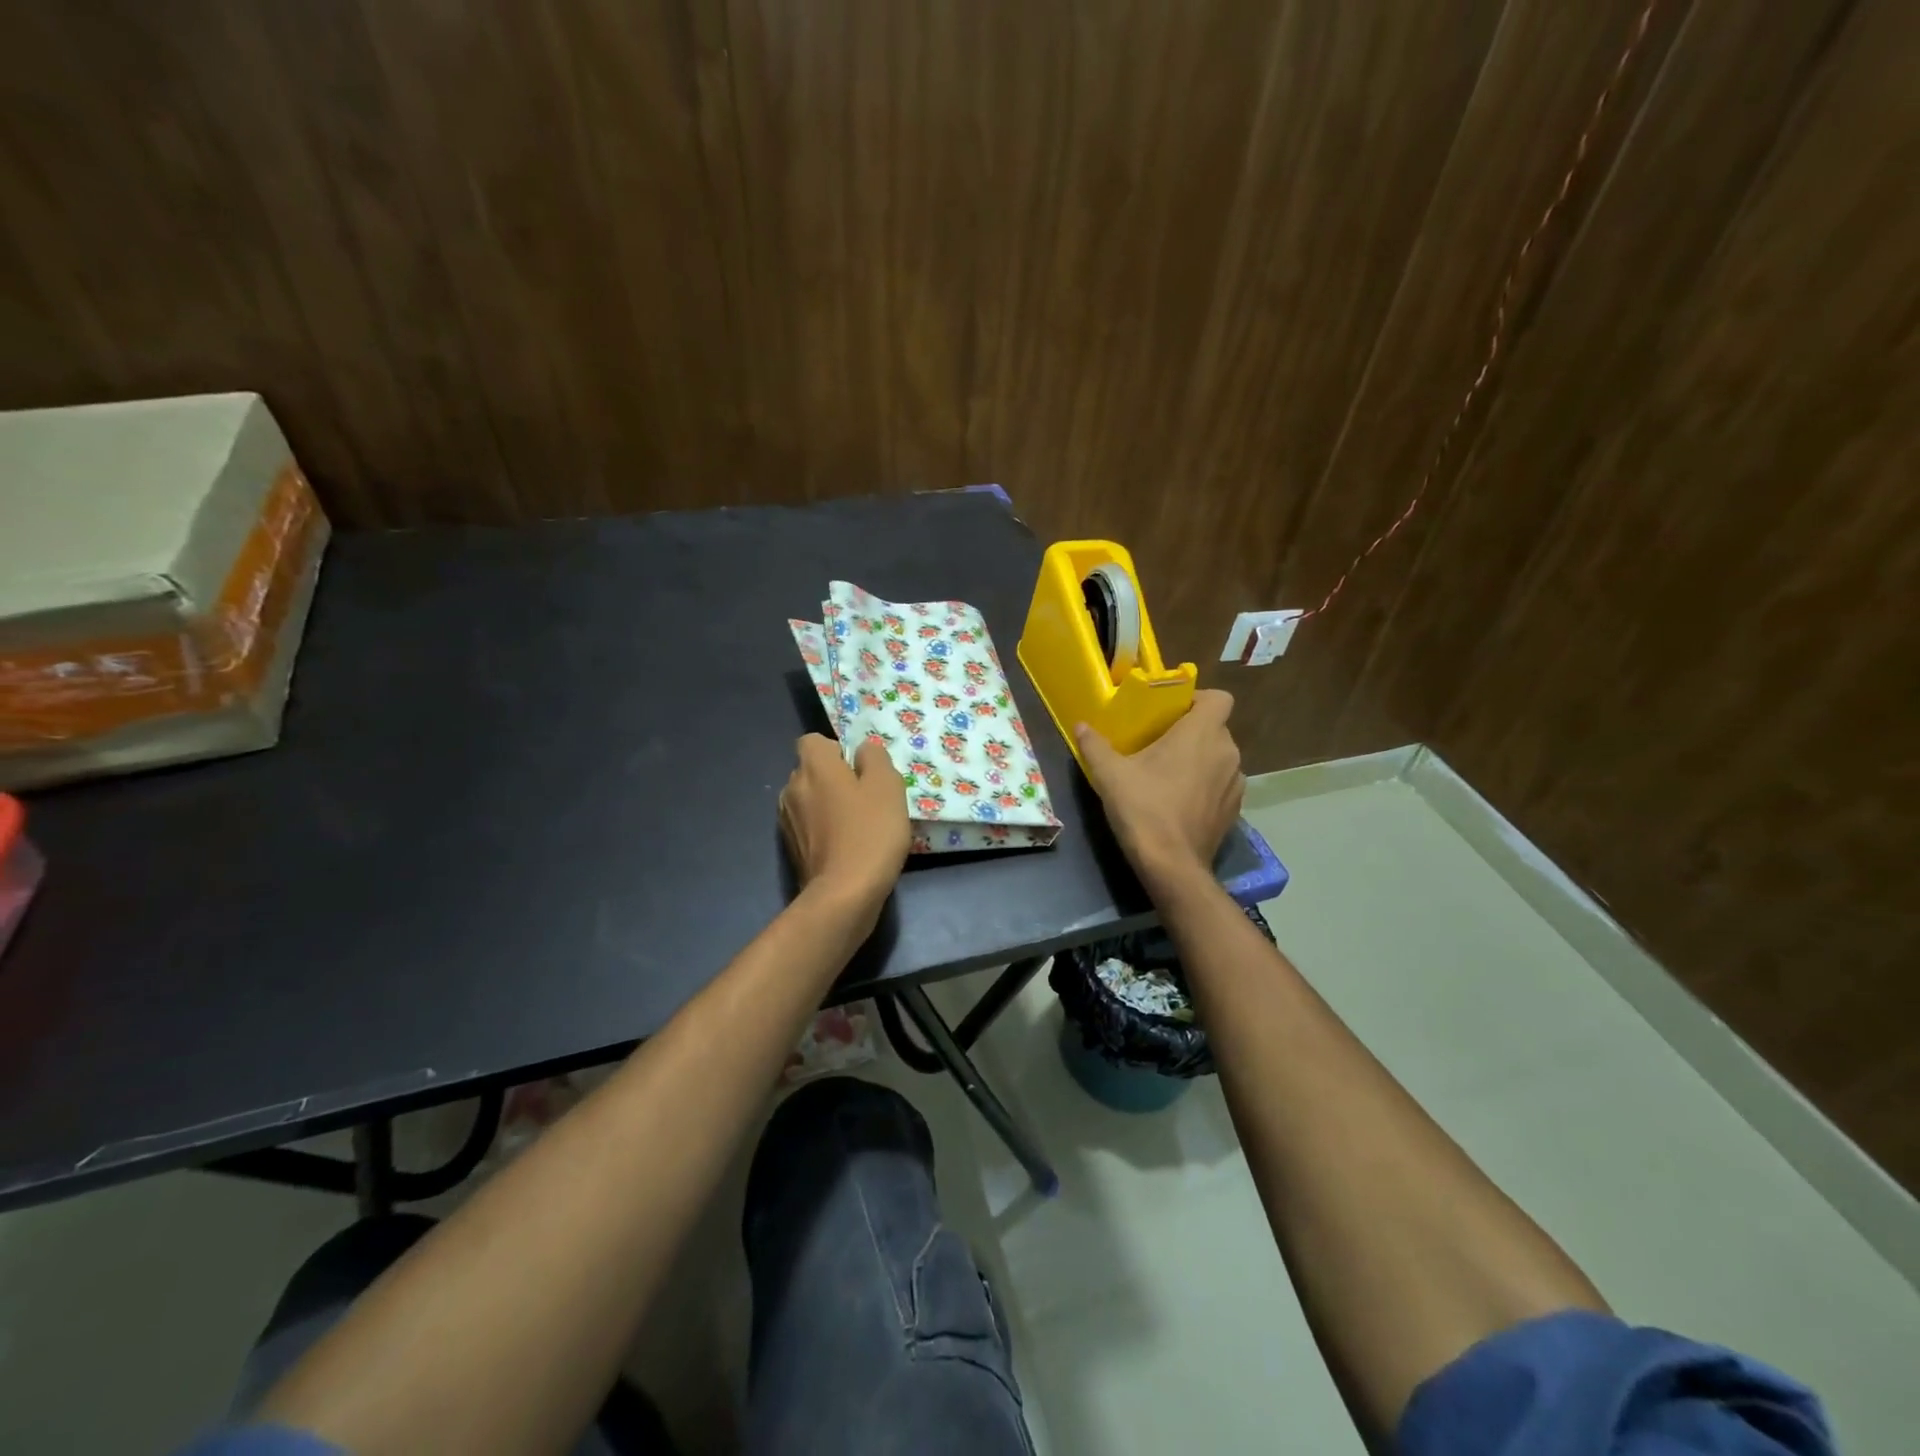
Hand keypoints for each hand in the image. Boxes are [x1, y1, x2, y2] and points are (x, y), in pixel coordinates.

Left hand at [779, 734, 910, 915]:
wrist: (844, 894)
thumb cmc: (870, 832)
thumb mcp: (888, 786)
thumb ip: (875, 758)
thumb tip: (863, 751)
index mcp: (814, 766)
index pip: (814, 741)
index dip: (837, 750)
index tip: (859, 770)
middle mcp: (792, 787)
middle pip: (811, 770)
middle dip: (833, 778)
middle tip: (865, 798)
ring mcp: (787, 819)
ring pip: (809, 799)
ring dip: (827, 805)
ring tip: (856, 825)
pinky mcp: (790, 848)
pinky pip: (808, 826)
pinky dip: (822, 830)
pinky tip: (845, 846)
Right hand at [1075, 689, 1243, 889]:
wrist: (1172, 865)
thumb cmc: (1143, 809)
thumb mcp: (1110, 774)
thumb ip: (1095, 745)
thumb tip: (1080, 725)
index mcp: (1202, 733)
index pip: (1218, 698)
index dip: (1198, 699)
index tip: (1171, 712)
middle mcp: (1227, 752)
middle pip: (1215, 727)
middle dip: (1191, 731)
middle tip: (1159, 743)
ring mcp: (1236, 782)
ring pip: (1220, 756)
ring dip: (1200, 758)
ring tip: (1169, 773)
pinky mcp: (1235, 809)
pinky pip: (1222, 783)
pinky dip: (1206, 784)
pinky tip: (1181, 800)